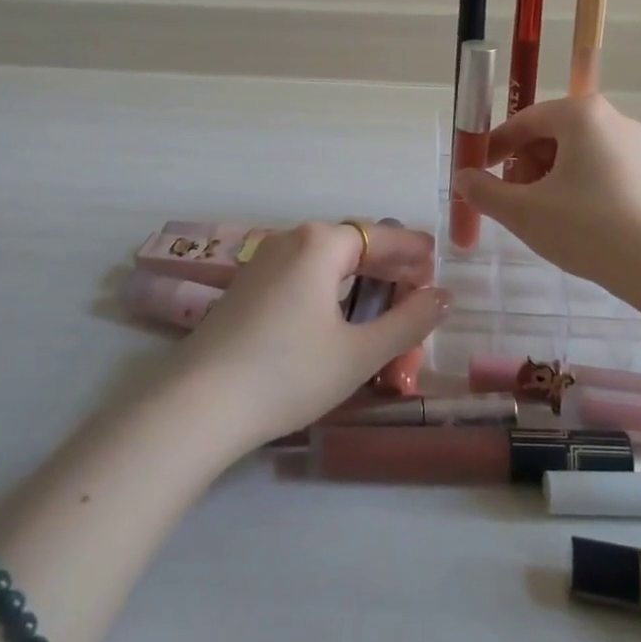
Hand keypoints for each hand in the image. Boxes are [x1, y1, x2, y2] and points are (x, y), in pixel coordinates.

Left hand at [177, 220, 445, 448]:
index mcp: (320, 243)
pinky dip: (330, 289)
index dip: (413, 251)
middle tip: (418, 292)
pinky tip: (337, 317)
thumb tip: (442, 296)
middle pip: (353, 245)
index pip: (381, 236)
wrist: (198, 405)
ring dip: (359, 280)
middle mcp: (290, 240)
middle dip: (389, 268)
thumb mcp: (359, 352)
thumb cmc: (288, 373)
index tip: (437, 265)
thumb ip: (408, 322)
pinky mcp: (246, 288)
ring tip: (384, 306)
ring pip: (325, 262)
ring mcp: (263, 262)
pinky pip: (301, 275)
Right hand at [453, 95, 640, 315]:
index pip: (523, 121)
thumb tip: (462, 178)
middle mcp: (609, 117)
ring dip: (546, 177)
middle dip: (523, 165)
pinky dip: (573, 185)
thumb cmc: (587, 229)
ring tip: (540, 215)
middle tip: (513, 201)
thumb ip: (484, 191)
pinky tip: (571, 220)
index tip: (478, 174)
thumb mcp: (523, 211)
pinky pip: (595, 166)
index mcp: (580, 114)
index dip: (494, 147)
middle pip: (548, 134)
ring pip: (572, 151)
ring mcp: (632, 143)